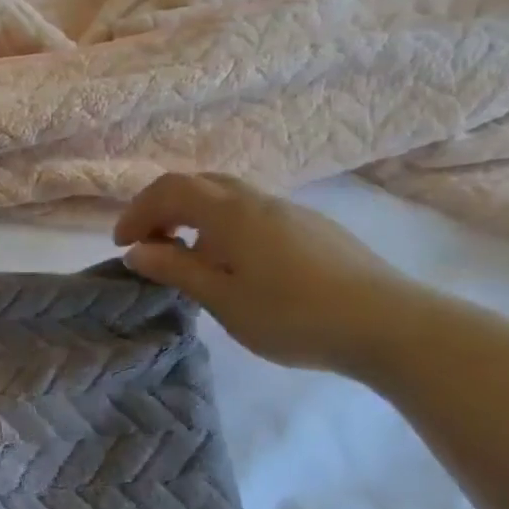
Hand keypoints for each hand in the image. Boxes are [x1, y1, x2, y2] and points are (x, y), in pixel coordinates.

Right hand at [115, 173, 419, 374]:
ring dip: (194, 218)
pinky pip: (251, 213)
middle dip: (163, 209)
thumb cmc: (292, 315)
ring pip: (228, 197)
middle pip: (199, 184)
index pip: (170, 190)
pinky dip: (222, 227)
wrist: (387, 324)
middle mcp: (258, 200)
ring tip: (186, 259)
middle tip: (149, 247)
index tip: (122, 247)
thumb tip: (136, 251)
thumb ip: (176, 270)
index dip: (137, 212)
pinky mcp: (311, 228)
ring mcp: (290, 211)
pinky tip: (232, 266)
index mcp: (231, 213)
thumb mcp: (222, 299)